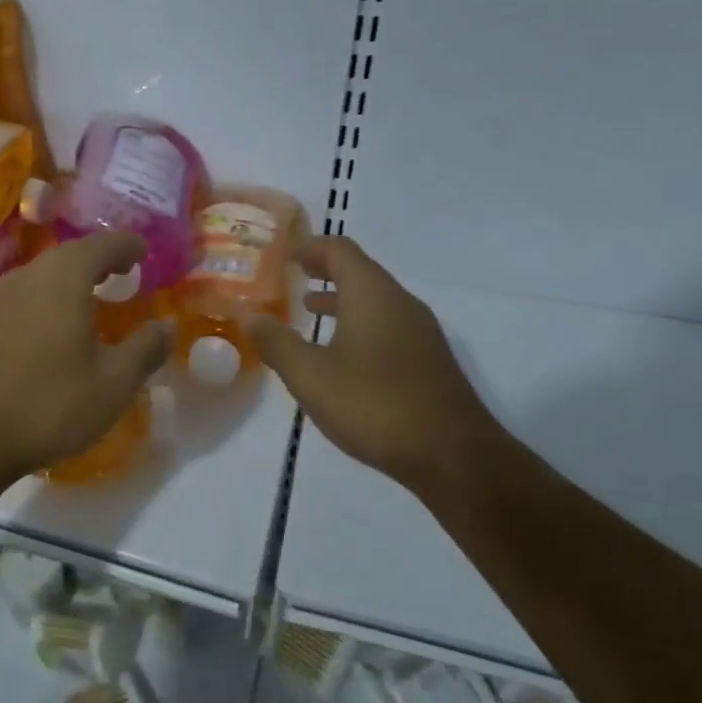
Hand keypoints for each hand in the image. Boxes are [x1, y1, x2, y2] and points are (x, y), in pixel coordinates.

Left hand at [0, 231, 170, 481]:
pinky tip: (60, 322)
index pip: (103, 244)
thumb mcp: (113, 382)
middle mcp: (30, 275)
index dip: (127, 245)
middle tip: (125, 271)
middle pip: (71, 253)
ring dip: (74, 276)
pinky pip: (28, 293)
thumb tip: (167, 325)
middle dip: (101, 258)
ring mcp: (2, 296)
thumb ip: (145, 349)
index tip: (144, 251)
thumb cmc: (51, 403)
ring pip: (46, 272)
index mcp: (64, 277)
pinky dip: (52, 295)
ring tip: (96, 294)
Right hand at [248, 236, 504, 500]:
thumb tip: (249, 315)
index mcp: (371, 294)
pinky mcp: (429, 359)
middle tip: (292, 276)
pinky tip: (342, 354)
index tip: (282, 254)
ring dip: (341, 299)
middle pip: (360, 271)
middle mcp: (400, 302)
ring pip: (375, 300)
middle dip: (324, 270)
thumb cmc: (374, 405)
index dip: (308, 247)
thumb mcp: (310, 376)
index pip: (339, 249)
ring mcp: (420, 331)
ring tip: (309, 309)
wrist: (452, 456)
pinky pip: (388, 324)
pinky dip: (359, 322)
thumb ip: (276, 342)